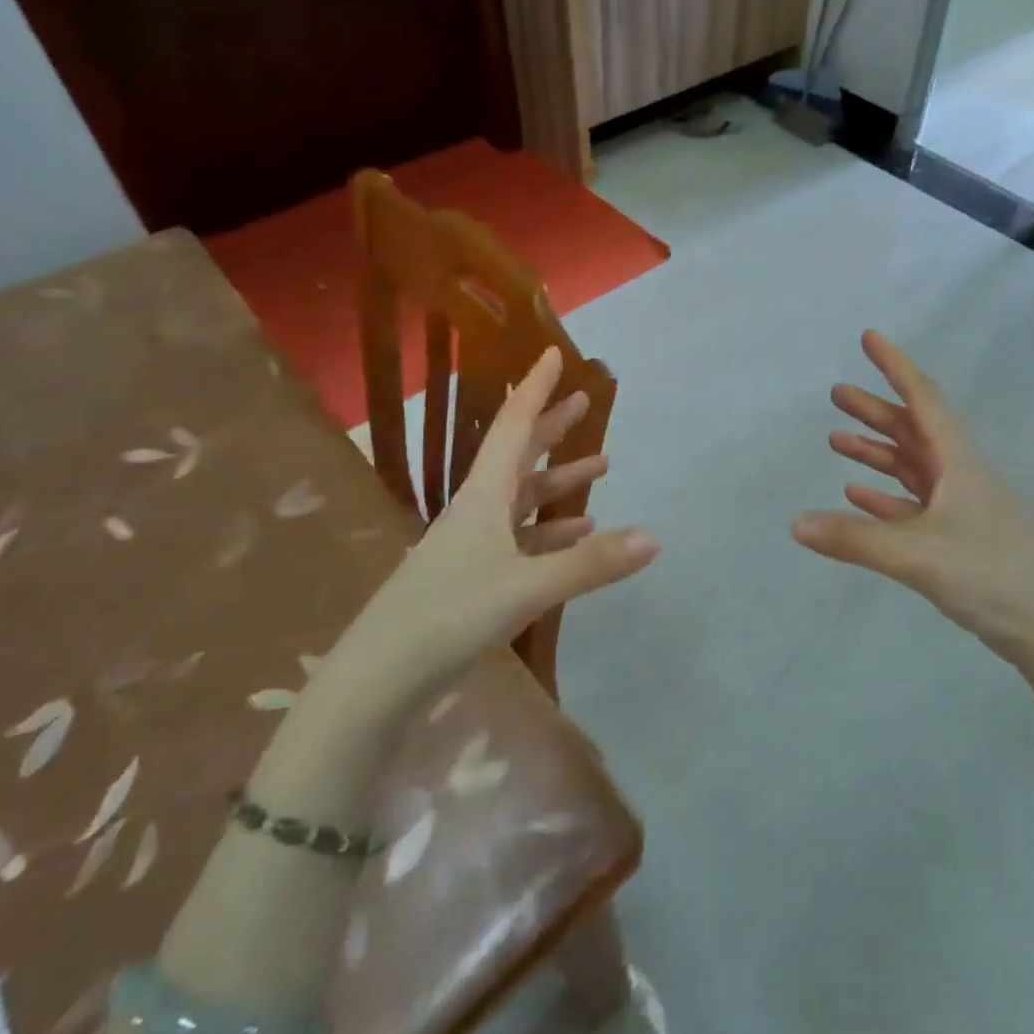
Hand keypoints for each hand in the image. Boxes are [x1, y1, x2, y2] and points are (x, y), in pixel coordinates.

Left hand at [329, 347, 658, 695]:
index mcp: (483, 495)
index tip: (553, 354)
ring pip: (523, 497)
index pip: (513, 425)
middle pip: (519, 454)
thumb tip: (654, 538)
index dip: (534, 388)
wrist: (379, 679)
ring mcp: (473, 545)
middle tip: (583, 402)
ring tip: (601, 465)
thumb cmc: (448, 615)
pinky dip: (552, 530)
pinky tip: (577, 533)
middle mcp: (477, 510)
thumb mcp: (526, 587)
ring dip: (558, 479)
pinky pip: (522, 539)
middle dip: (551, 426)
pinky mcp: (473, 577)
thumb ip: (590, 564)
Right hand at [792, 330, 1033, 673]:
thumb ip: (855, 538)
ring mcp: (960, 505)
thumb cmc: (989, 574)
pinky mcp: (957, 535)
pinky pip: (912, 503)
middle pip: (912, 429)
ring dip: (876, 450)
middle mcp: (960, 474)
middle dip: (875, 410)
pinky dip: (885, 494)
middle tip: (836, 394)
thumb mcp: (916, 554)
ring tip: (836, 440)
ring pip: (911, 465)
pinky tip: (856, 493)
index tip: (869, 338)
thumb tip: (795, 524)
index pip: (923, 399)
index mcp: (959, 461)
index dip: (896, 366)